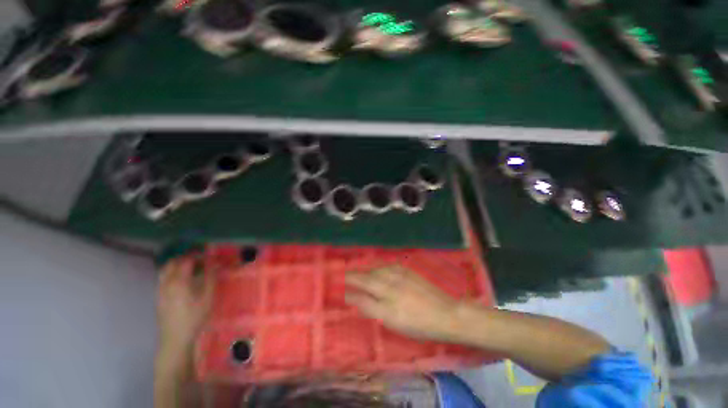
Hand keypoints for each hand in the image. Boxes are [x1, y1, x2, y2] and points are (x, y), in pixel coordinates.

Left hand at [157, 256, 214, 352]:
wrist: (175, 338)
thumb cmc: (194, 318)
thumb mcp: (208, 298)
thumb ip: (210, 278)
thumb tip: (215, 264)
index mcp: (179, 282)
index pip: (187, 261)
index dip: (198, 256)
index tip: (208, 257)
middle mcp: (166, 283)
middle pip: (172, 263)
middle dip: (186, 258)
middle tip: (199, 261)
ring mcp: (159, 290)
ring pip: (164, 270)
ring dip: (176, 265)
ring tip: (190, 269)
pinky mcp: (158, 297)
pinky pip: (162, 279)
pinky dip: (171, 274)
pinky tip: (182, 281)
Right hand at [345, 265, 463, 341]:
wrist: (445, 313)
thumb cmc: (420, 325)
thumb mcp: (395, 324)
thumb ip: (375, 310)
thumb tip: (359, 301)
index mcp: (387, 307)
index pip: (363, 298)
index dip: (351, 294)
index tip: (342, 291)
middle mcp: (391, 288)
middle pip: (367, 280)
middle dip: (353, 277)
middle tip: (344, 275)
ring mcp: (399, 277)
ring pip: (376, 271)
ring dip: (365, 270)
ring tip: (357, 271)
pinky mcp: (406, 270)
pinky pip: (387, 266)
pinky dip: (378, 267)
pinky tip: (375, 268)